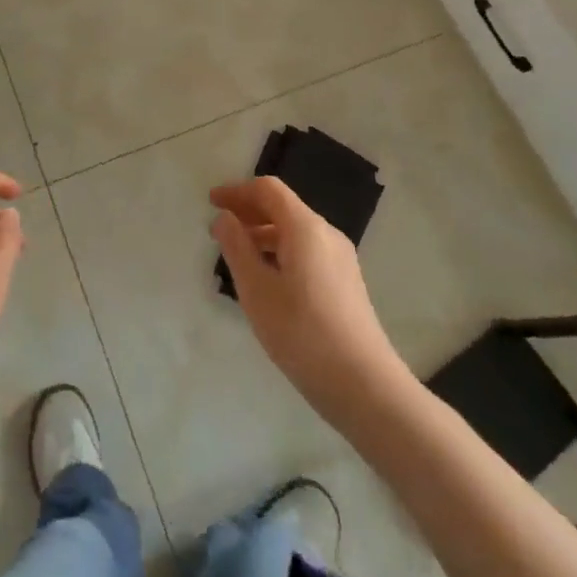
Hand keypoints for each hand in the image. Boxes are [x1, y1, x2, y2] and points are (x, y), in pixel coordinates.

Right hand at [211, 177, 405, 429]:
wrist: (365, 387)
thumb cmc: (302, 333)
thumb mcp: (256, 289)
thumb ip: (236, 247)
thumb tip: (225, 217)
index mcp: (305, 228)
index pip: (268, 190)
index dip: (237, 191)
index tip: (211, 202)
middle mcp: (327, 234)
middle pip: (283, 207)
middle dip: (249, 211)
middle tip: (219, 228)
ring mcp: (341, 259)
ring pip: (296, 231)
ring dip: (264, 233)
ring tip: (238, 255)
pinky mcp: (346, 283)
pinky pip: (307, 251)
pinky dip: (281, 251)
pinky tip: (267, 279)